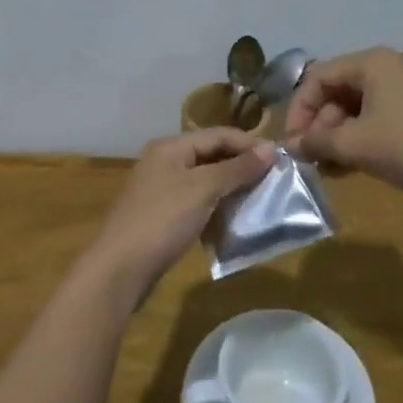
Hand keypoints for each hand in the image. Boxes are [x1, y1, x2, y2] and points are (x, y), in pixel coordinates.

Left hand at [87, 129, 275, 303]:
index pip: (219, 134)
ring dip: (231, 188)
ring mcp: (161, 189)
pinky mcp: (162, 215)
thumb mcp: (204, 189)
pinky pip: (197, 201)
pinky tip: (234, 219)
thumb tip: (271, 149)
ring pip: (205, 180)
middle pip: (211, 155)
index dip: (250, 145)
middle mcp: (165, 161)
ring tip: (260, 199)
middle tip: (273, 181)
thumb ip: (237, 168)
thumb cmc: (163, 220)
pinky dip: (217, 206)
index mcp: (171, 146)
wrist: (121, 269)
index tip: (281, 160)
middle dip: (242, 166)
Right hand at [285, 47, 402, 196]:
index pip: (318, 77)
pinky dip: (361, 136)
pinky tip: (351, 165)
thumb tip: (292, 146)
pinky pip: (378, 115)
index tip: (293, 143)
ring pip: (358, 106)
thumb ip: (316, 142)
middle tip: (312, 158)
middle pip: (338, 90)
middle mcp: (389, 65)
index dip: (299, 110)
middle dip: (320, 125)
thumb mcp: (354, 145)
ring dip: (338, 135)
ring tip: (329, 167)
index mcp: (372, 62)